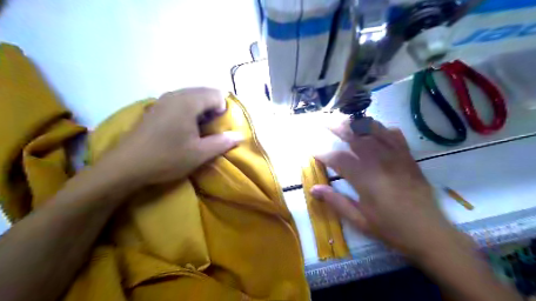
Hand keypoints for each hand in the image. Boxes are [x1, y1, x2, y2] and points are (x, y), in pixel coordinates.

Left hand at [102, 87, 243, 185]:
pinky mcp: (155, 108)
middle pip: (204, 92)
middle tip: (212, 129)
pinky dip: (188, 110)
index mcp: (188, 102)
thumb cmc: (167, 158)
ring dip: (201, 110)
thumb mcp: (200, 154)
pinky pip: (179, 101)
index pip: (216, 94)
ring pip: (191, 96)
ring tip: (199, 130)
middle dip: (213, 108)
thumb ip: (222, 142)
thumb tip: (239, 135)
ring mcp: (163, 100)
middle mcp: (175, 94)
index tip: (219, 128)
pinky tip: (183, 129)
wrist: (126, 166)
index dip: (224, 110)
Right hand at [310, 118, 469, 260]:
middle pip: (357, 137)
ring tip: (345, 121)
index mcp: (367, 180)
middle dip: (338, 127)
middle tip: (325, 123)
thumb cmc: (391, 229)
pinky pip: (395, 136)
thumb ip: (336, 201)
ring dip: (358, 123)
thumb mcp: (359, 220)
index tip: (314, 152)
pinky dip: (383, 129)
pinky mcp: (409, 158)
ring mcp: (397, 157)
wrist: (430, 233)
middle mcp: (381, 163)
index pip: (339, 159)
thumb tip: (313, 189)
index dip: (324, 154)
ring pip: (376, 131)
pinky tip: (375, 130)